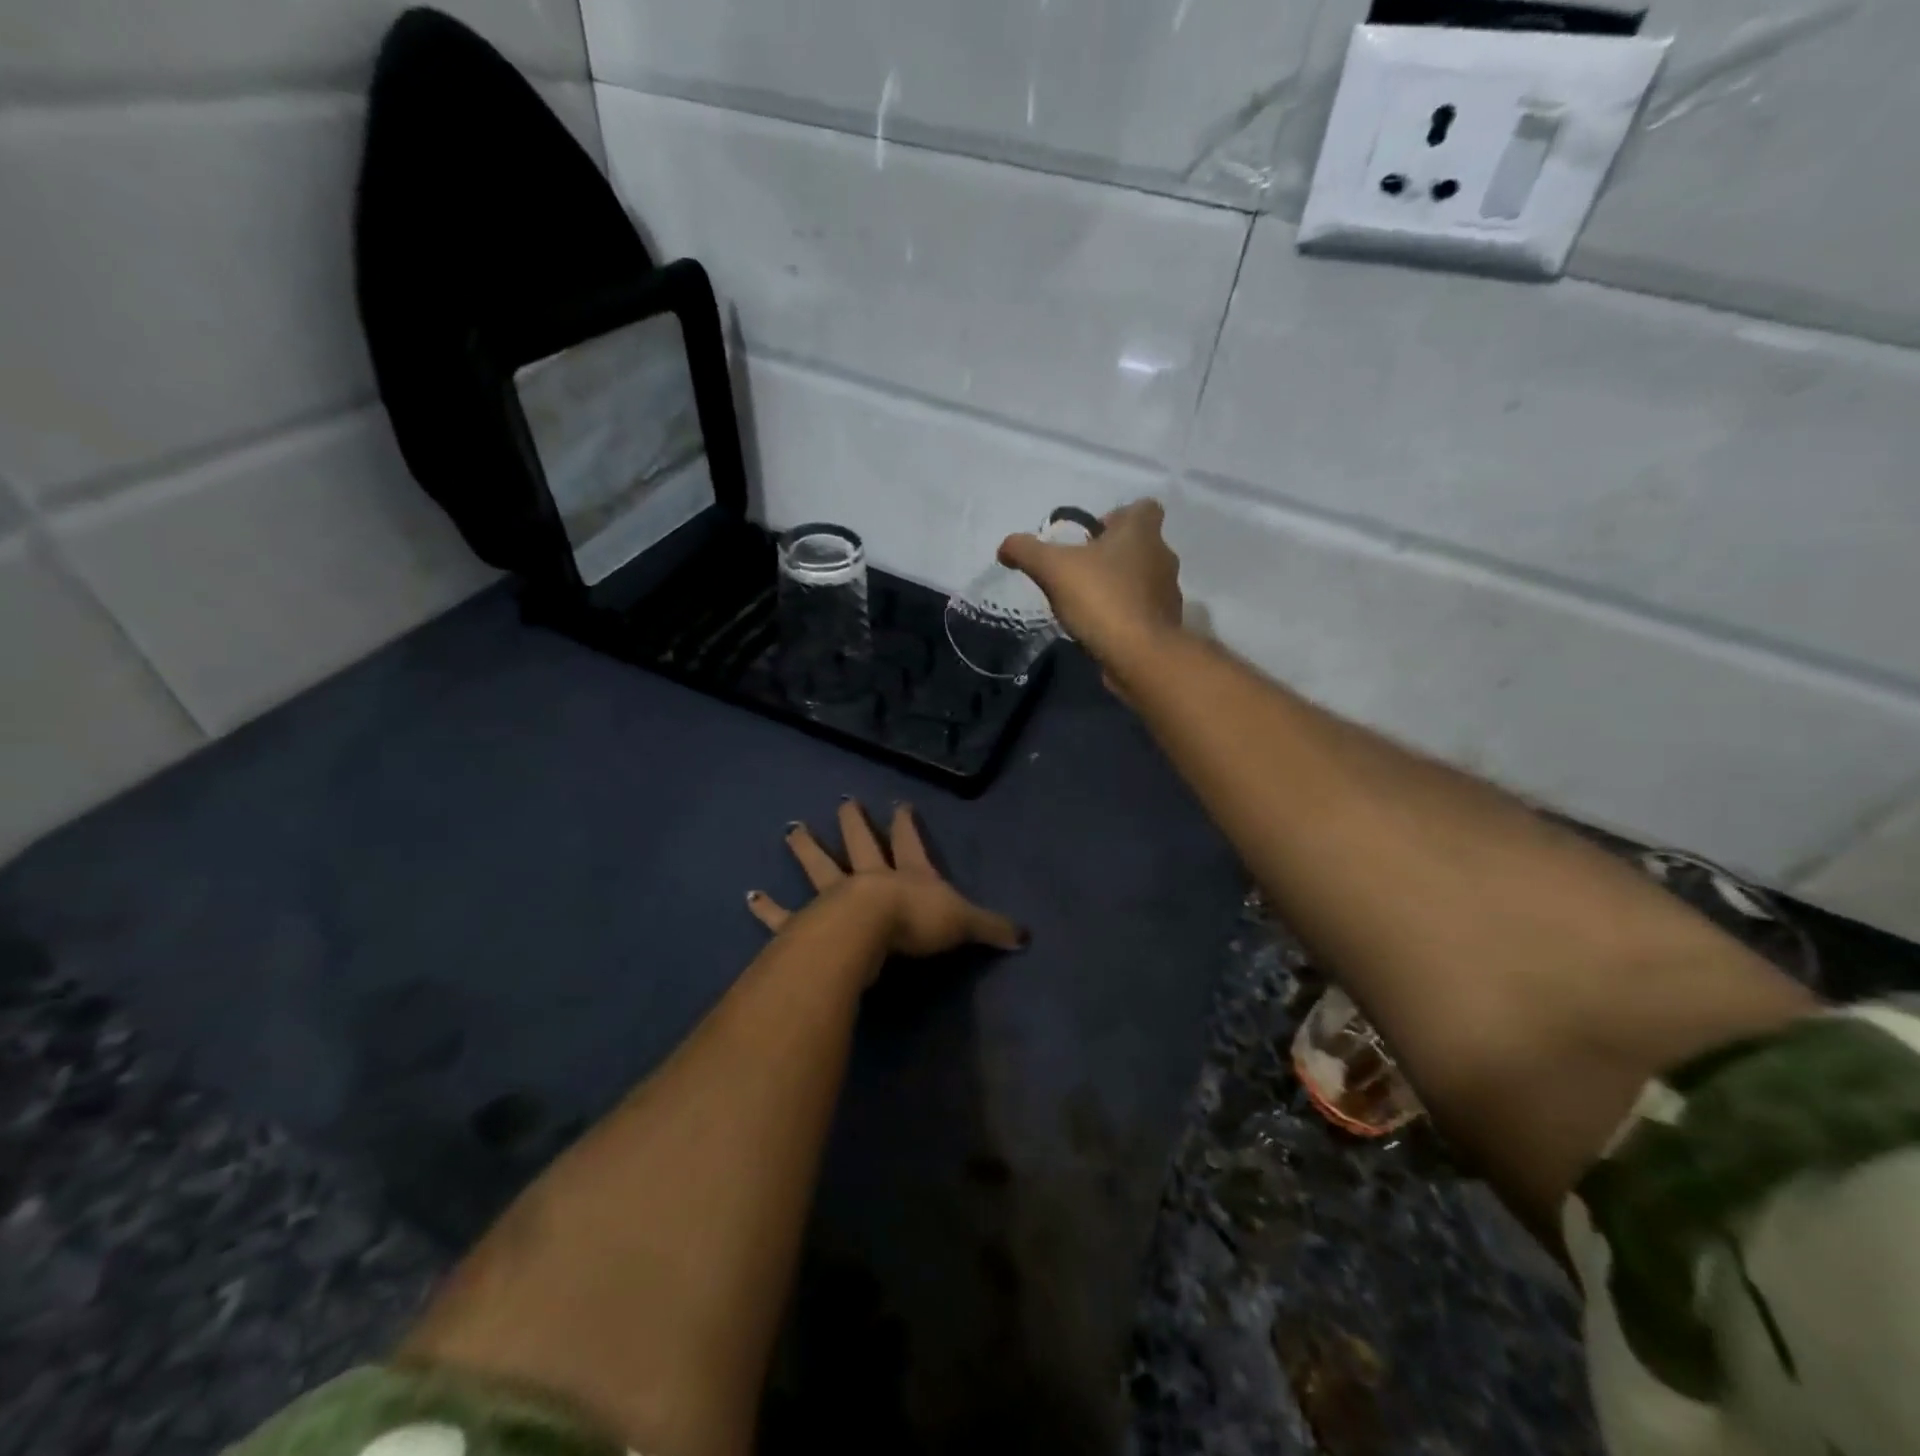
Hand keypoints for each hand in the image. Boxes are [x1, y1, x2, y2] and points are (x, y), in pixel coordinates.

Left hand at [746, 799, 1025, 966]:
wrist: (870, 932)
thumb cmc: (918, 922)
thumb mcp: (964, 923)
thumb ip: (992, 928)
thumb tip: (1026, 937)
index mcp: (907, 874)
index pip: (909, 842)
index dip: (906, 824)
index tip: (900, 803)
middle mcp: (869, 877)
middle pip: (861, 842)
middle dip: (854, 821)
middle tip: (844, 801)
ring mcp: (835, 896)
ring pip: (819, 866)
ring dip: (806, 849)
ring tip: (792, 830)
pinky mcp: (807, 922)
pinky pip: (784, 915)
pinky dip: (767, 908)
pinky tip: (749, 897)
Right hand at [998, 498, 1184, 684]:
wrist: (1140, 655)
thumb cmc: (1101, 598)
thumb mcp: (1052, 569)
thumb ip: (1026, 551)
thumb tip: (1006, 546)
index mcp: (1141, 532)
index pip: (1144, 507)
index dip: (1118, 516)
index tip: (1092, 537)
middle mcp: (1162, 555)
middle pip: (1140, 544)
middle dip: (1113, 554)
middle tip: (1081, 570)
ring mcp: (1167, 592)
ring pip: (1143, 578)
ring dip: (1120, 584)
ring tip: (1089, 602)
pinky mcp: (1165, 623)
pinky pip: (1143, 609)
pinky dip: (1126, 613)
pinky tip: (1102, 627)